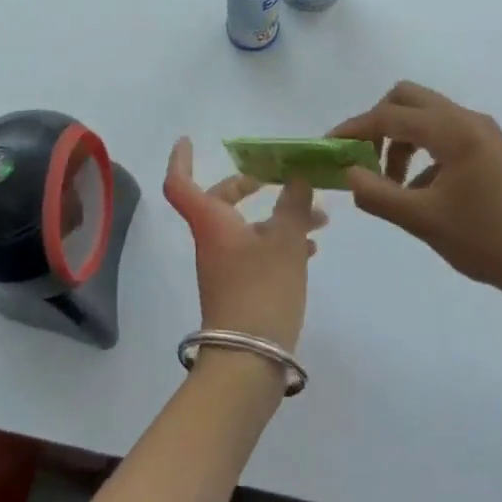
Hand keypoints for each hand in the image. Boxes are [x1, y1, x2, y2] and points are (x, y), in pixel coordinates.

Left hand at [163, 137, 325, 351]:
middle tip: (277, 177)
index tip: (188, 140)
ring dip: (278, 216)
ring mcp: (224, 266)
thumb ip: (294, 205)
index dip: (181, 159)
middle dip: (248, 185)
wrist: (249, 361)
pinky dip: (281, 242)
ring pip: (246, 227)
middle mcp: (212, 240)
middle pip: (219, 201)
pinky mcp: (240, 288)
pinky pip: (257, 251)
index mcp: (211, 222)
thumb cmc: (261, 290)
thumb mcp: (286, 242)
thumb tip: (298, 177)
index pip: (181, 183)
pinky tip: (313, 246)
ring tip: (320, 217)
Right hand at [332, 82, 501, 326]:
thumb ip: (377, 194)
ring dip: (402, 137)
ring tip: (393, 182)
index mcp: (453, 132)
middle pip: (409, 98)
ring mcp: (485, 132)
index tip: (329, 144)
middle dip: (379, 122)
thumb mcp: (422, 221)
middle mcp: (469, 120)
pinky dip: (425, 148)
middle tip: (365, 157)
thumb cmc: (485, 241)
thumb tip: (348, 173)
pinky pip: (447, 132)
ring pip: (428, 115)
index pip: (390, 115)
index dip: (354, 128)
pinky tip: (423, 189)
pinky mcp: (494, 148)